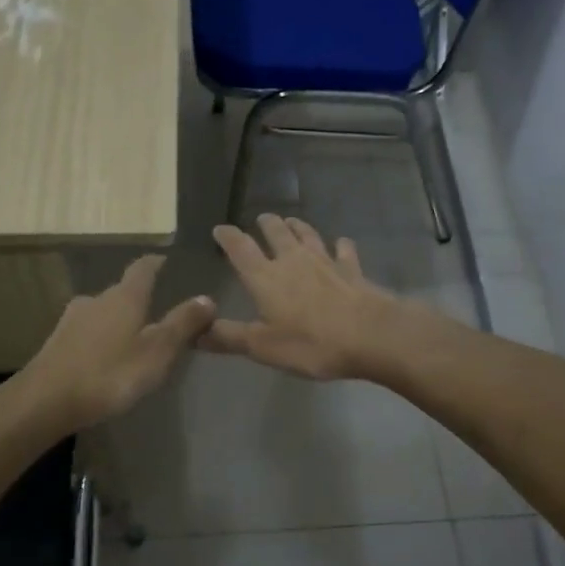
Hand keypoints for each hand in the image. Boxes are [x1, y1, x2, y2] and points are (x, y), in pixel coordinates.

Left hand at [20, 256, 215, 429]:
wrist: (45, 401)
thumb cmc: (110, 373)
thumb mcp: (157, 351)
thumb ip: (183, 324)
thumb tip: (207, 297)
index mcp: (124, 297)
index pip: (142, 269)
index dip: (155, 263)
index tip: (164, 260)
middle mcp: (96, 300)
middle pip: (121, 292)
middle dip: (139, 299)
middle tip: (156, 313)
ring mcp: (71, 321)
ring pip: (102, 313)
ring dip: (118, 321)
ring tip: (132, 339)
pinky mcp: (56, 344)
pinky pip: (86, 334)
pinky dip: (100, 340)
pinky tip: (104, 358)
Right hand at [203, 215, 404, 379]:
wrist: (371, 335)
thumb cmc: (311, 343)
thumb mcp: (262, 346)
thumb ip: (228, 337)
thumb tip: (194, 332)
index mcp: (265, 277)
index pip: (240, 249)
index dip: (228, 237)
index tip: (220, 229)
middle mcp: (293, 261)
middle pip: (277, 234)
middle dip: (266, 224)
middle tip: (261, 219)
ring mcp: (326, 262)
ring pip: (308, 236)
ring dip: (298, 227)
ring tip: (292, 221)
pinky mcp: (352, 270)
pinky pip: (344, 252)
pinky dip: (340, 246)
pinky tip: (341, 243)